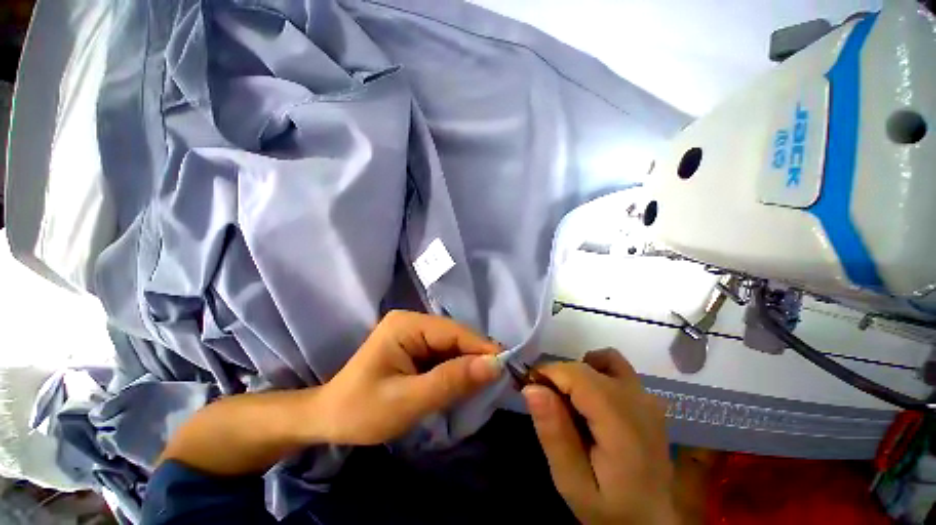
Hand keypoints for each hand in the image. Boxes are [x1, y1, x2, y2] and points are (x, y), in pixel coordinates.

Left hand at [316, 310, 501, 444]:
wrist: (327, 418)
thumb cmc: (360, 411)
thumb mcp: (408, 401)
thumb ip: (451, 381)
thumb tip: (494, 366)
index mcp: (407, 325)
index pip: (454, 332)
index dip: (482, 348)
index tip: (507, 369)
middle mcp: (412, 321)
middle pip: (455, 336)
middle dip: (476, 357)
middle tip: (498, 381)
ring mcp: (413, 332)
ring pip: (452, 345)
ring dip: (468, 364)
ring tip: (485, 384)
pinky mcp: (414, 345)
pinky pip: (443, 353)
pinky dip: (456, 368)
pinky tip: (464, 381)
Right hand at [523, 349, 676, 523]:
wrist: (651, 522)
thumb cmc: (611, 509)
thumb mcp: (573, 483)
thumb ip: (554, 435)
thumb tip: (532, 388)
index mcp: (622, 424)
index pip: (578, 375)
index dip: (549, 373)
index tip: (529, 387)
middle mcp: (639, 401)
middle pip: (587, 367)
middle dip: (559, 375)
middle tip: (545, 402)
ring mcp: (648, 398)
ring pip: (604, 360)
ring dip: (578, 371)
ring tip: (569, 400)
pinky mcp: (648, 399)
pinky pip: (616, 369)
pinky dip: (596, 372)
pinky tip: (590, 399)